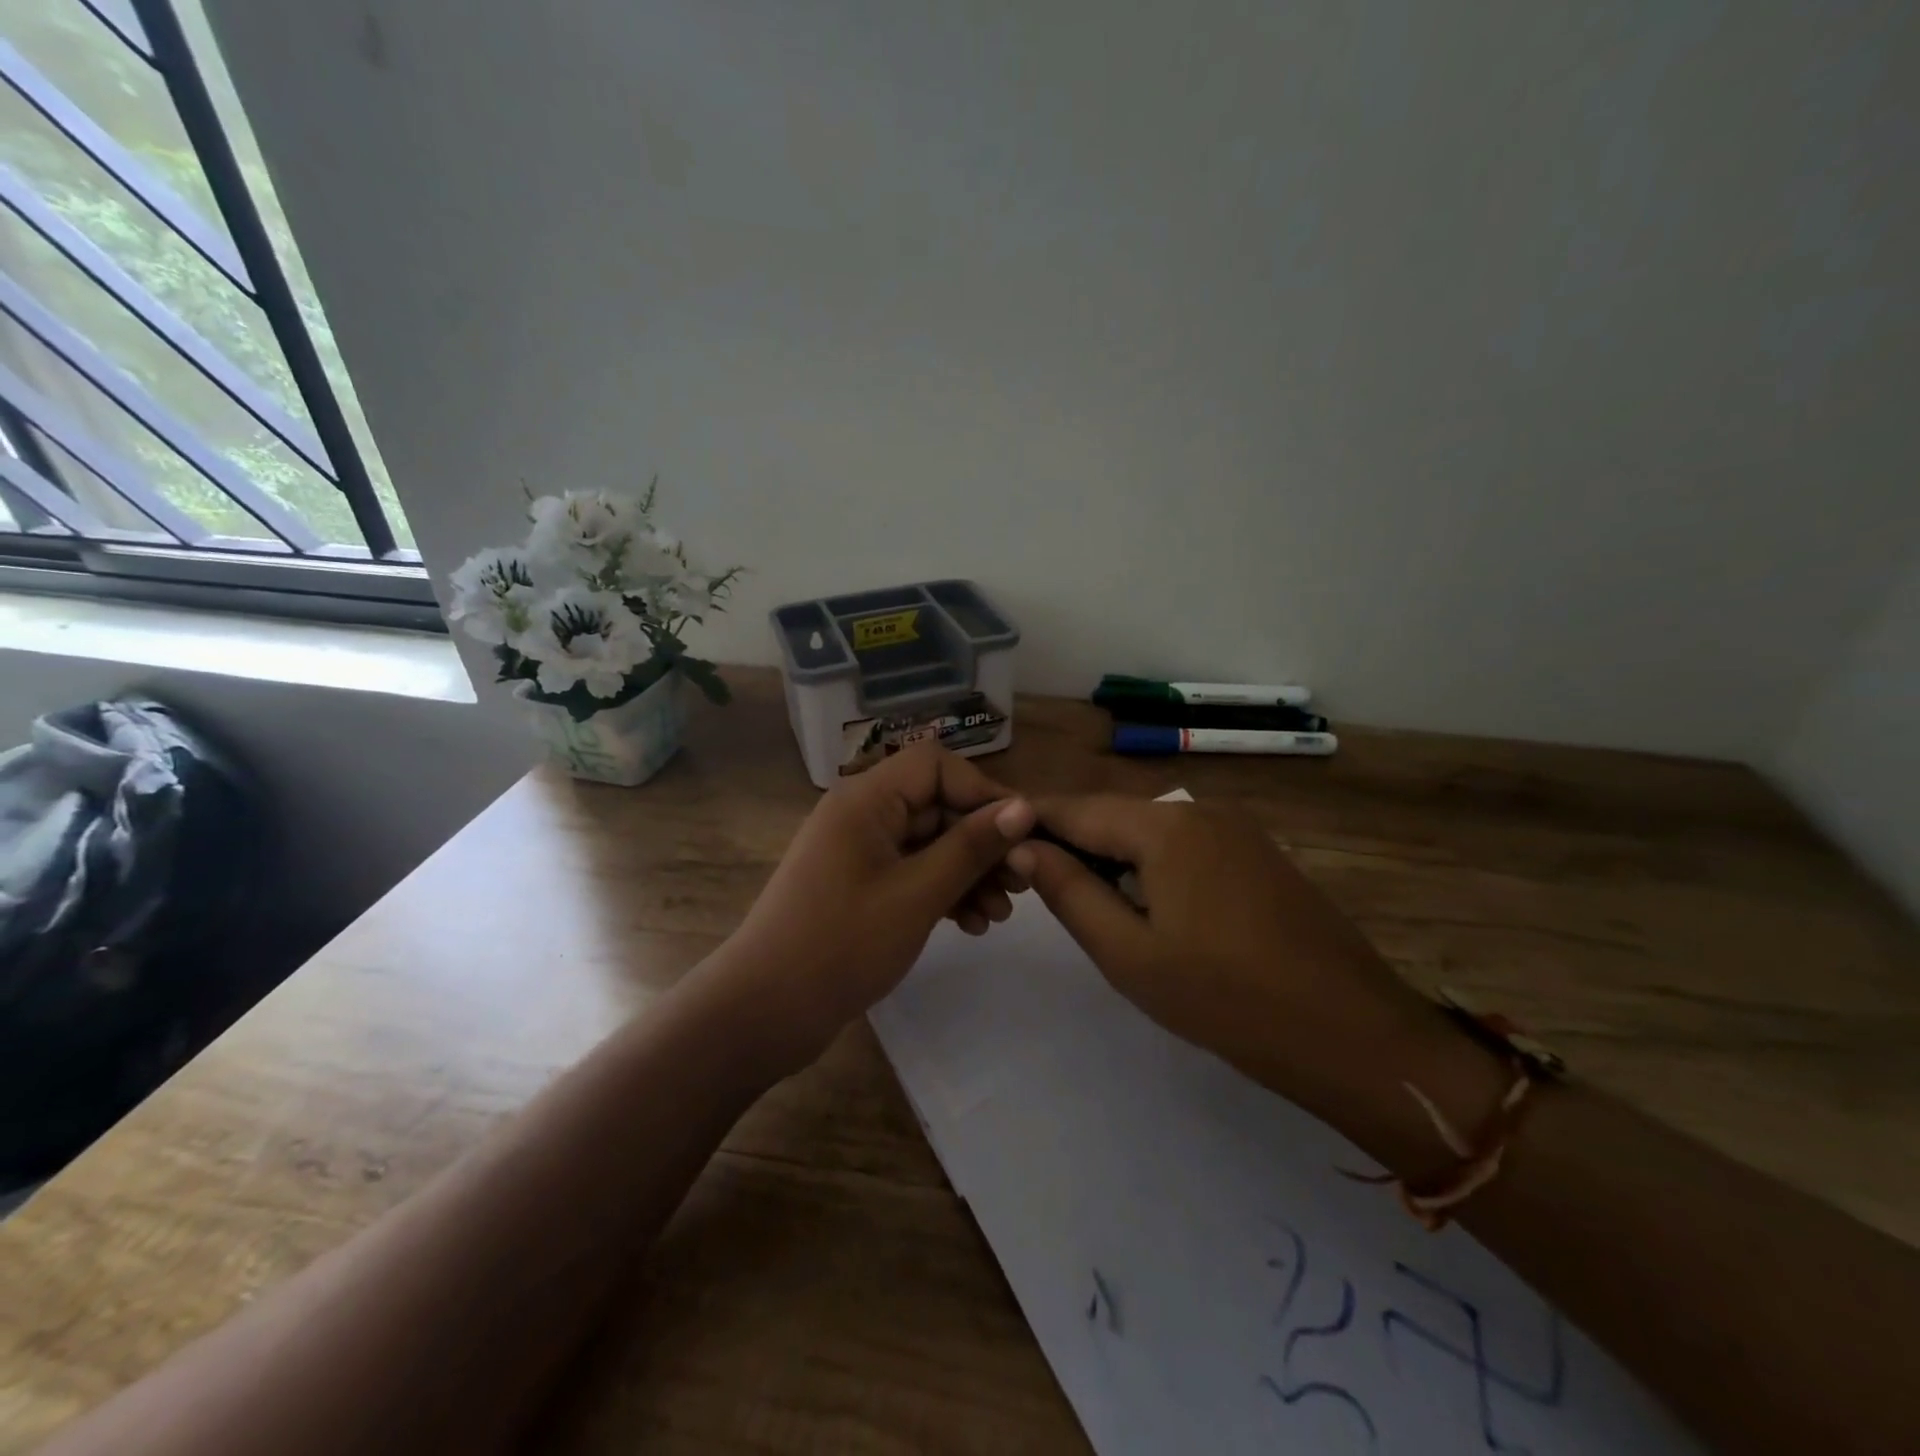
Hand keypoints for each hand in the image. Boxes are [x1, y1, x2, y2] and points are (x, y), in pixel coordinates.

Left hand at [708, 744, 1034, 1074]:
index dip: (983, 793)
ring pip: (929, 844)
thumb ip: (972, 847)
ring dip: (969, 873)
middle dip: (982, 842)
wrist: (766, 1011)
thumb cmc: (843, 943)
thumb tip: (1024, 808)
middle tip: (1023, 883)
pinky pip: (913, 873)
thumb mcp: (918, 894)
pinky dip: (943, 892)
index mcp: (866, 798)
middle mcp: (862, 814)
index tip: (1022, 834)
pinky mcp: (861, 886)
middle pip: (936, 806)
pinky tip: (972, 925)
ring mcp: (859, 852)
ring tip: (1001, 914)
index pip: (936, 766)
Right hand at [1011, 795, 1474, 1127]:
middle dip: (1066, 840)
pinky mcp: (1256, 853)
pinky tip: (1137, 901)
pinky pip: (1182, 844)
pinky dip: (1146, 864)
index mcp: (1164, 826)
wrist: (1353, 1034)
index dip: (1029, 822)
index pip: (1074, 808)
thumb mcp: (1129, 954)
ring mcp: (1234, 829)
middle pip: (1111, 814)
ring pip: (1146, 829)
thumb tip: (1022, 848)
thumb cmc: (1226, 1000)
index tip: (991, 843)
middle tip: (1027, 880)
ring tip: (1075, 894)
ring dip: (1106, 853)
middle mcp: (1199, 810)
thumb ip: (1069, 893)